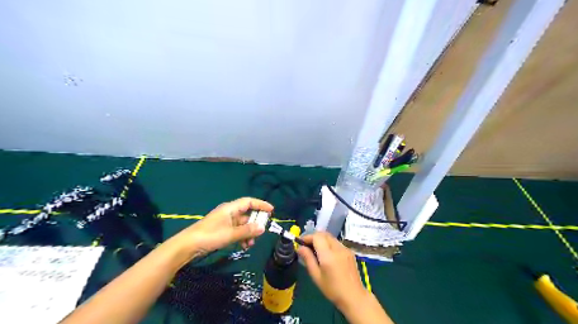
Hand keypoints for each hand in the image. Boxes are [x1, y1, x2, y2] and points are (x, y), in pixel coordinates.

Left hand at [172, 198, 272, 257]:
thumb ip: (247, 231)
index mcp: (230, 208)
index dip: (261, 204)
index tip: (272, 210)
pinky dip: (242, 237)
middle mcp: (229, 213)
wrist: (188, 246)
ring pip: (243, 225)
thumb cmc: (210, 236)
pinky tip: (243, 246)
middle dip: (255, 223)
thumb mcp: (230, 234)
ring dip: (249, 233)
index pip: (249, 202)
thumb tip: (262, 228)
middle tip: (261, 232)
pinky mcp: (222, 231)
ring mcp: (225, 222)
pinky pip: (237, 231)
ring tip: (250, 244)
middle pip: (247, 214)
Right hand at [298, 231, 363, 310]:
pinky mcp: (349, 252)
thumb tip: (300, 248)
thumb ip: (308, 259)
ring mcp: (345, 249)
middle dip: (314, 237)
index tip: (301, 243)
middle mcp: (338, 248)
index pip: (317, 237)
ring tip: (316, 251)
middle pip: (324, 234)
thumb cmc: (332, 289)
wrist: (354, 296)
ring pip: (330, 237)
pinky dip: (329, 244)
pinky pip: (336, 242)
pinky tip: (327, 255)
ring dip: (322, 240)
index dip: (308, 237)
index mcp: (328, 255)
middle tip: (307, 246)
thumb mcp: (316, 276)